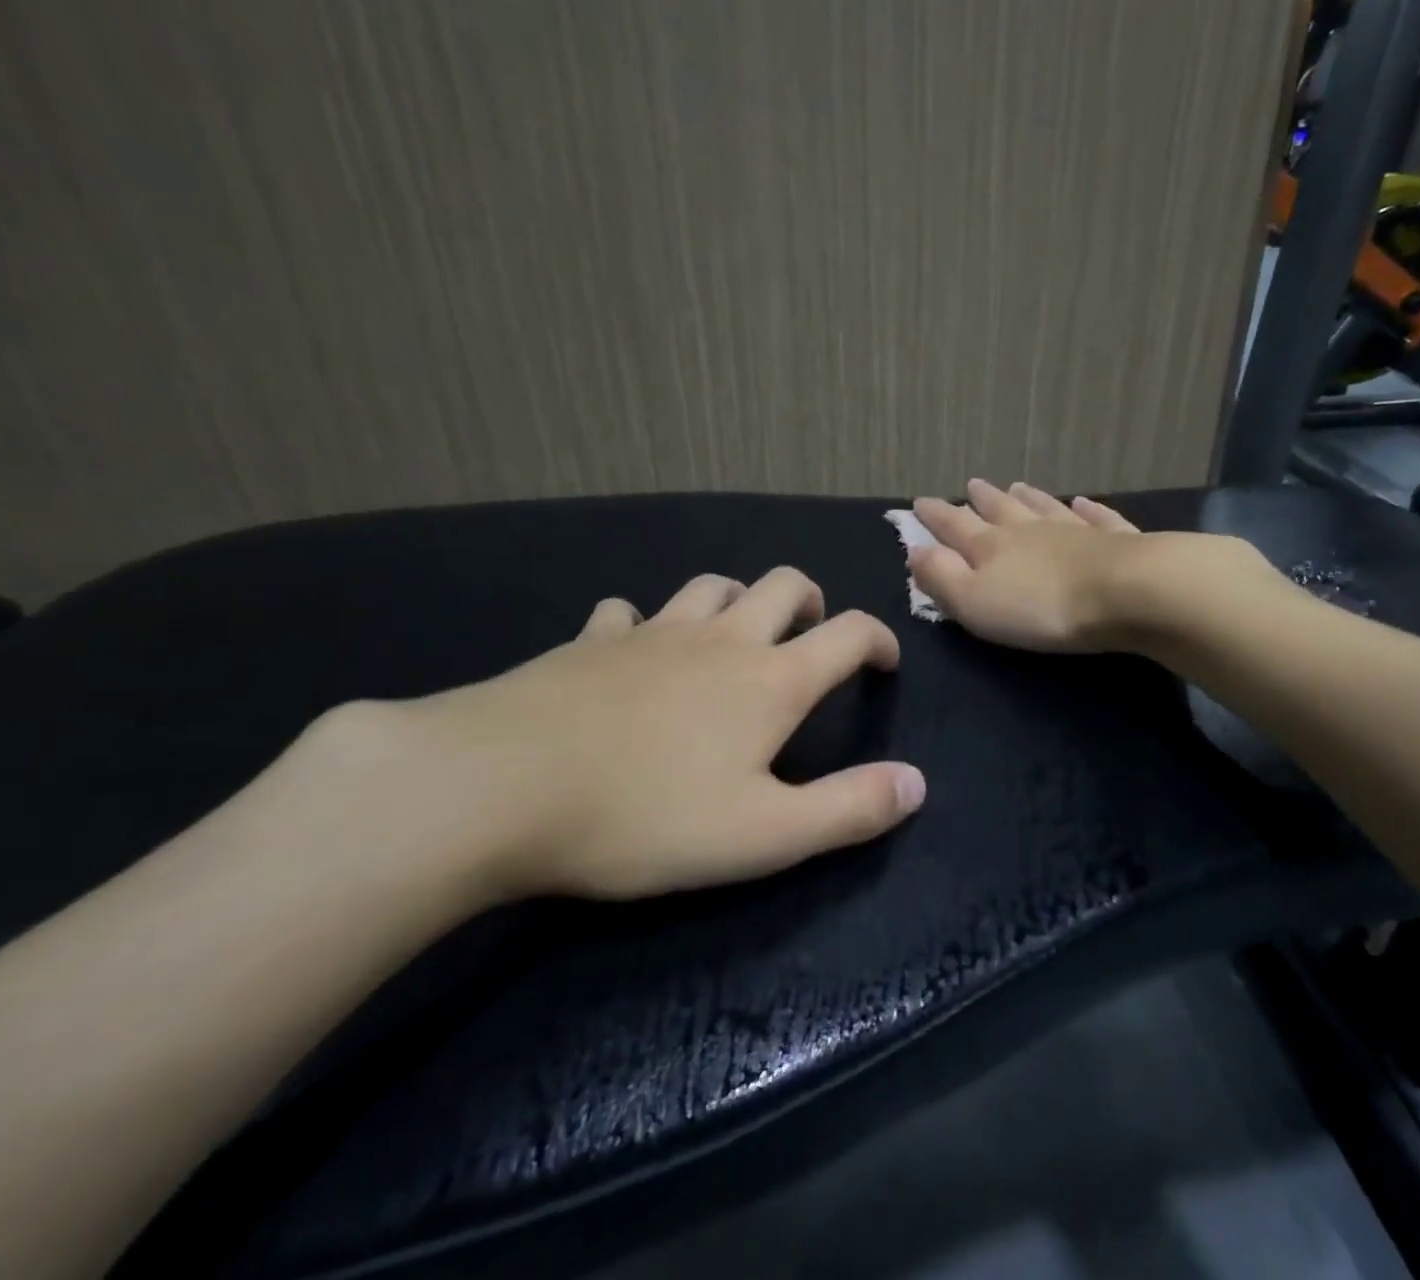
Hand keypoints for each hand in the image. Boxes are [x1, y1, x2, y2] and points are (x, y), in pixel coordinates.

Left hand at [380, 568, 922, 900]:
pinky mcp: (591, 641)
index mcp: (770, 679)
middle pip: (782, 584)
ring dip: (737, 600)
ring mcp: (652, 632)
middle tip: (811, 634)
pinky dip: (645, 624)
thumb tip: (917, 784)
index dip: (878, 639)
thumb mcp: (763, 834)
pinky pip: (629, 613)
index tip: (884, 663)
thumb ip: (848, 809)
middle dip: (810, 601)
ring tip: (735, 635)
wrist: (501, 786)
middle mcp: (719, 639)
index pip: (848, 633)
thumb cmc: (646, 815)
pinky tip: (633, 650)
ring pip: (711, 586)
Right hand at [908, 479, 1143, 651]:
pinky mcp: (1116, 540)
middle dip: (981, 500)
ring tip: (1016, 486)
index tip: (919, 502)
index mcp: (992, 547)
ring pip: (1044, 507)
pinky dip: (1087, 508)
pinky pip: (1097, 517)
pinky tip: (1083, 502)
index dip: (935, 516)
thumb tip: (914, 551)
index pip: (955, 526)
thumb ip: (941, 577)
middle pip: (1000, 510)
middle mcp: (1030, 531)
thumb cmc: (1040, 607)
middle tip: (971, 485)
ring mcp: (1075, 530)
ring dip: (1028, 498)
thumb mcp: (974, 602)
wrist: (1125, 592)